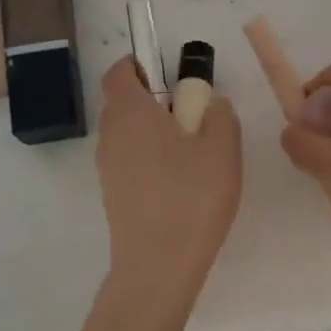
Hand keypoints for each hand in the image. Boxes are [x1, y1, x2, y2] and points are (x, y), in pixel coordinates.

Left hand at [96, 58, 242, 293]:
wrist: (158, 266)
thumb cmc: (191, 198)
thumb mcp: (222, 149)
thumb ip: (219, 115)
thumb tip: (210, 104)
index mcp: (131, 113)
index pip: (120, 72)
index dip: (140, 65)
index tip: (170, 75)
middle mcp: (110, 135)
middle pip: (124, 103)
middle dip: (155, 100)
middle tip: (192, 117)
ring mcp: (107, 168)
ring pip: (128, 134)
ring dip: (153, 132)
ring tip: (192, 156)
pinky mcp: (112, 195)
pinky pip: (129, 161)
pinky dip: (150, 159)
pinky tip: (180, 185)